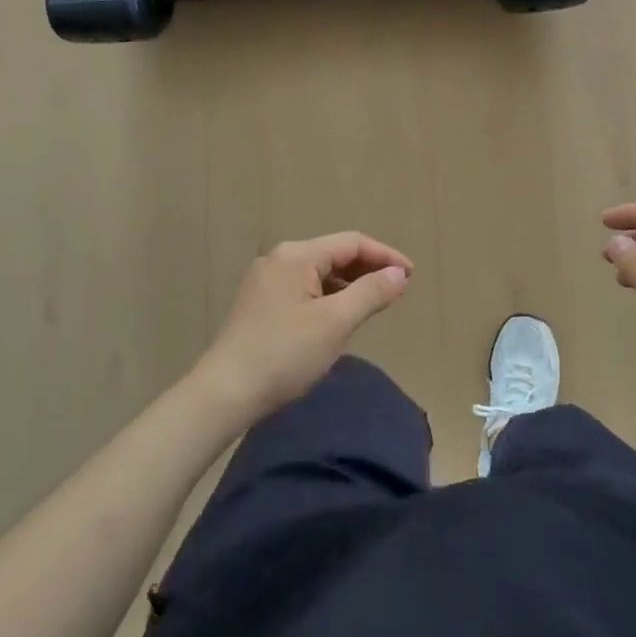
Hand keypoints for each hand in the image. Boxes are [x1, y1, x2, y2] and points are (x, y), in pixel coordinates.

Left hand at [192, 232, 413, 423]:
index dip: (385, 256)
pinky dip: (328, 297)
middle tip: (396, 290)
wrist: (224, 393)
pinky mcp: (259, 304)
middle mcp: (278, 259)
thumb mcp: (335, 322)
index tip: (411, 276)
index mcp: (296, 255)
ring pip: (318, 273)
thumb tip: (398, 274)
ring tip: (373, 304)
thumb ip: (371, 292)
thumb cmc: (284, 354)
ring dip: (349, 284)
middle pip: (334, 254)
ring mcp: (265, 282)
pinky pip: (303, 289)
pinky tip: (338, 318)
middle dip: (368, 269)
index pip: (351, 243)